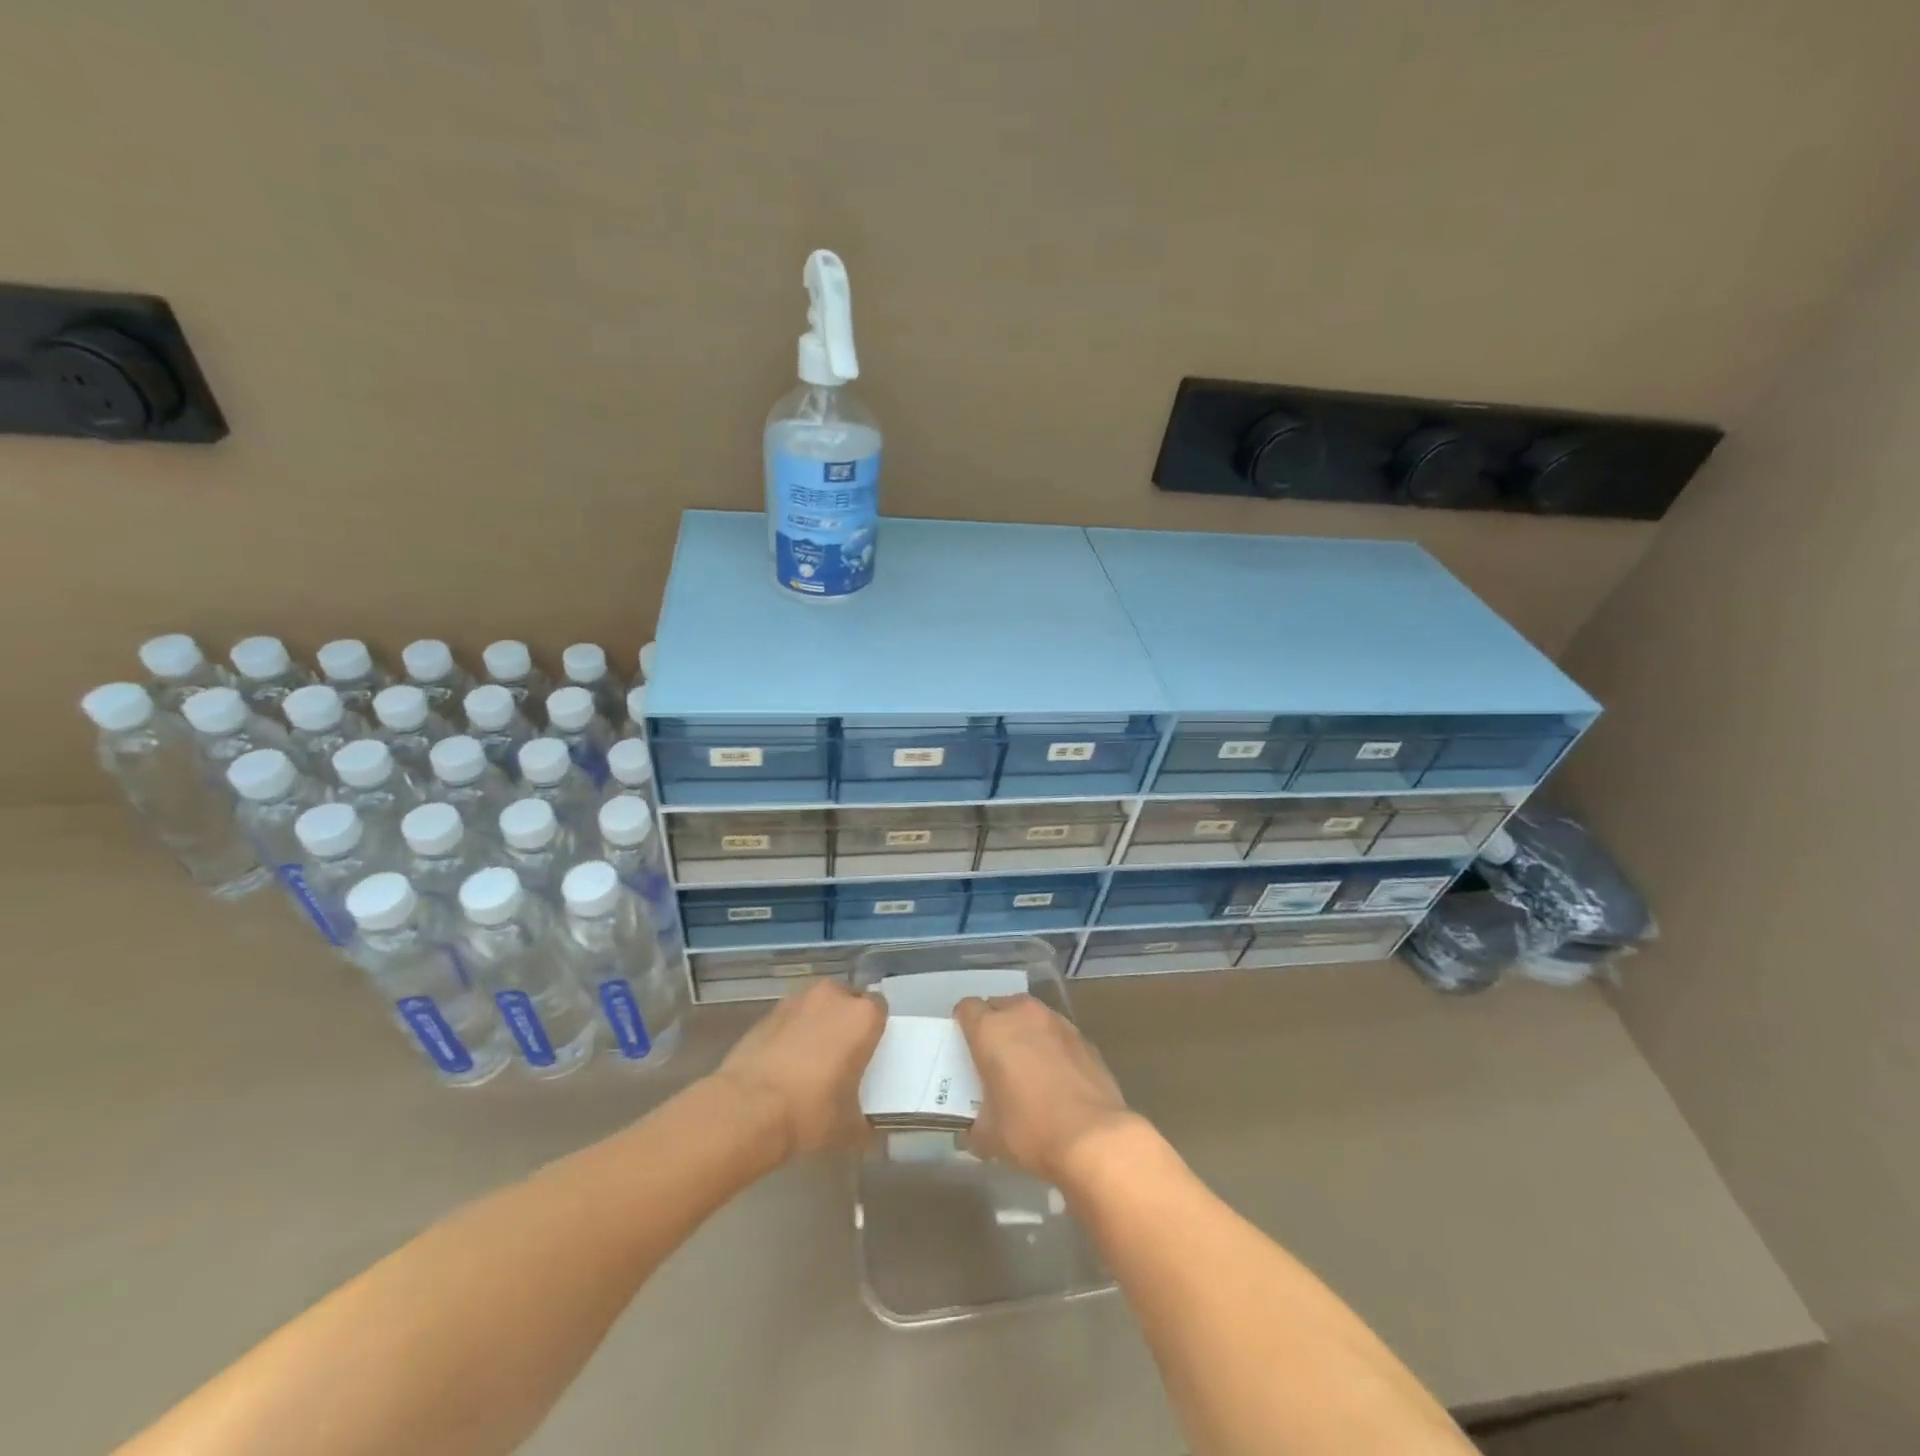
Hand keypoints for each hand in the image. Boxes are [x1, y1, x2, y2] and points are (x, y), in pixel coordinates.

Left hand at [713, 979, 885, 1159]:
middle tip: (842, 1054)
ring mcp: (797, 1001)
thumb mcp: (848, 1128)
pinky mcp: (768, 1013)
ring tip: (810, 1058)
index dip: (874, 1029)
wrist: (747, 1109)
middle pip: (847, 1000)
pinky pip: (790, 1018)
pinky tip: (784, 1063)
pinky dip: (791, 1032)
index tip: (868, 1051)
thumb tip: (867, 1135)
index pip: (880, 1008)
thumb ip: (864, 1124)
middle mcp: (833, 997)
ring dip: (818, 1022)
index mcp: (862, 1017)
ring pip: (817, 1005)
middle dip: (845, 1020)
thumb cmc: (810, 1111)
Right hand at [954, 994, 1138, 1184]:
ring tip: (1026, 1064)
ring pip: (1030, 1015)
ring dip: (1023, 1031)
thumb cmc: (1031, 1130)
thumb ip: (974, 1126)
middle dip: (994, 1025)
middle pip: (999, 1005)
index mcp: (991, 1030)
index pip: (967, 1008)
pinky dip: (1050, 1045)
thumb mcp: (990, 1136)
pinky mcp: (1083, 1037)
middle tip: (993, 1057)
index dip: (962, 1024)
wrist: (1094, 1136)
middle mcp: (1022, 1015)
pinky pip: (1056, 1032)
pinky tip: (1055, 1076)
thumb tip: (971, 1132)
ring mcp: (1056, 1022)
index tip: (964, 1047)